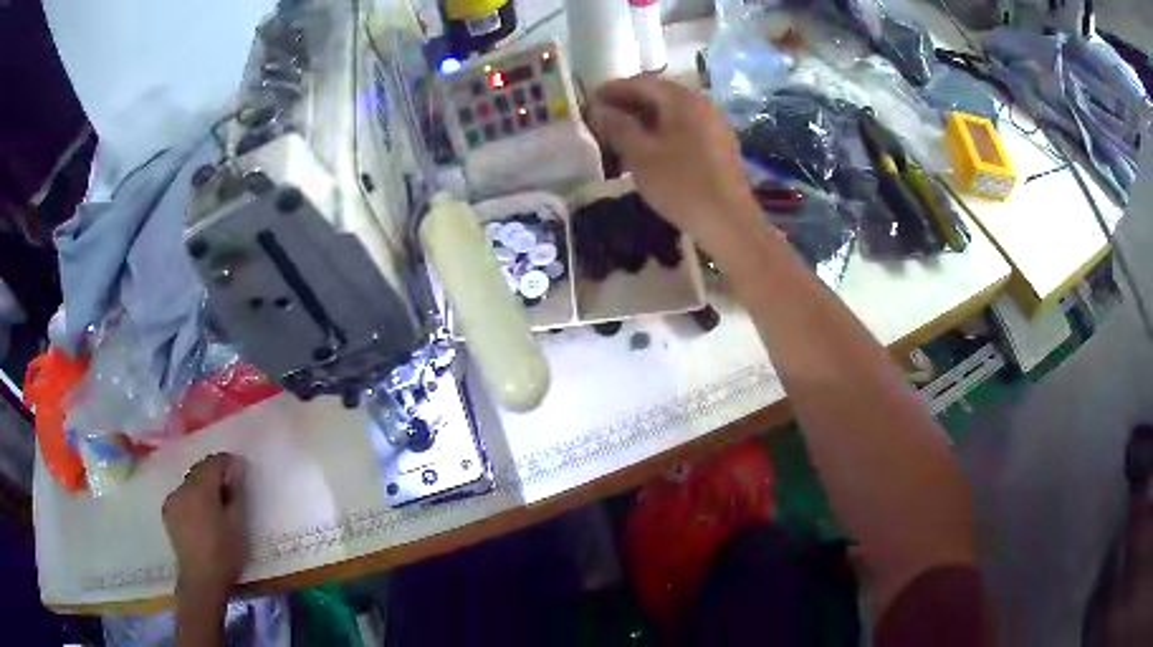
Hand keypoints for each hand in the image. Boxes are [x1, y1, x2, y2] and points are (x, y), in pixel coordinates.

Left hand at [163, 453, 247, 602]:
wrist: (201, 581)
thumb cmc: (224, 554)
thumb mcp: (238, 524)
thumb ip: (236, 492)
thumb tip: (236, 466)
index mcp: (201, 488)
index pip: (214, 462)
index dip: (228, 463)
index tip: (240, 471)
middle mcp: (182, 488)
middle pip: (199, 470)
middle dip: (214, 475)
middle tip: (229, 490)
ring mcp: (172, 499)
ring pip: (189, 484)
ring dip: (202, 488)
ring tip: (214, 506)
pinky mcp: (167, 512)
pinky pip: (181, 496)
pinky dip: (191, 499)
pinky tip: (200, 516)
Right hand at [588, 76, 762, 250]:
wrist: (729, 221)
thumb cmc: (681, 185)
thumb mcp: (641, 155)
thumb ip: (618, 127)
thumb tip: (599, 110)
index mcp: (682, 100)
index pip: (641, 83)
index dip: (612, 89)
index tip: (590, 100)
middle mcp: (702, 104)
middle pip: (658, 95)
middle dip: (628, 104)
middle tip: (602, 119)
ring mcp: (714, 124)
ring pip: (672, 113)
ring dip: (644, 120)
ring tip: (620, 136)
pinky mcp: (720, 145)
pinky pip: (685, 128)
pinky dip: (662, 132)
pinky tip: (648, 150)